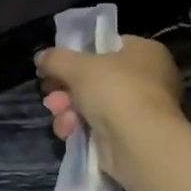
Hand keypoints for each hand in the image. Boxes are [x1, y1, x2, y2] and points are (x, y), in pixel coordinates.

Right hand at [37, 36, 185, 179]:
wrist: (140, 144)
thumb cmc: (115, 90)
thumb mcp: (77, 66)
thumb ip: (56, 58)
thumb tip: (42, 58)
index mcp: (146, 52)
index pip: (107, 46)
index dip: (79, 54)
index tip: (57, 65)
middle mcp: (149, 78)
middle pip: (95, 78)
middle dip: (67, 88)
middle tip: (50, 94)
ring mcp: (141, 110)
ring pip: (93, 104)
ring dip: (69, 108)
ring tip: (58, 113)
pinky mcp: (131, 137)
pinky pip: (99, 126)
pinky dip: (80, 127)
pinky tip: (68, 131)